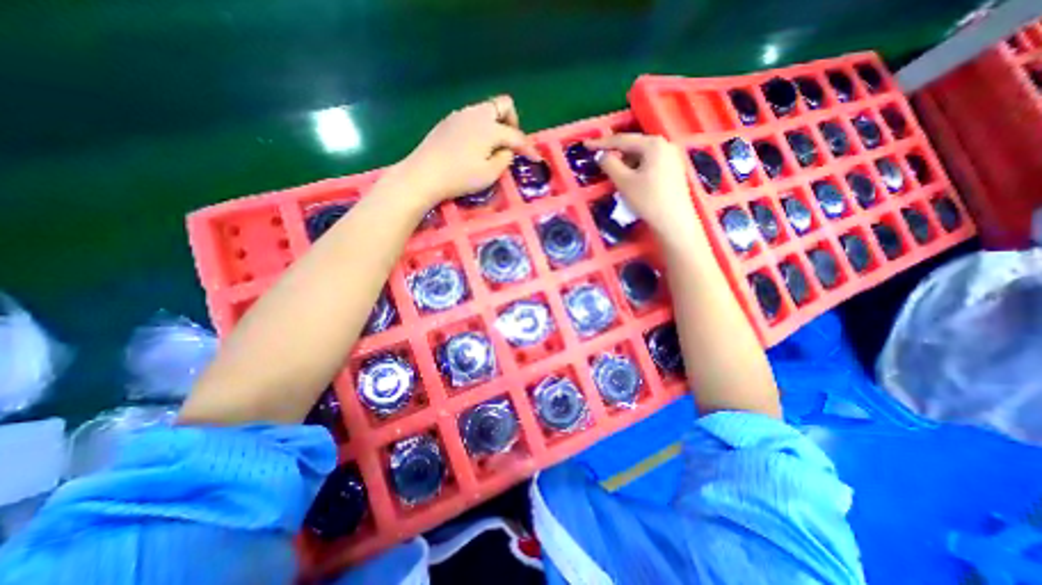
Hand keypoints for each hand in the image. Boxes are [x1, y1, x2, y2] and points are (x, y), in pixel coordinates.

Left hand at [388, 94, 537, 204]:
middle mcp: (476, 114)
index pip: (515, 135)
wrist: (423, 174)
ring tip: (493, 147)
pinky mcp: (448, 122)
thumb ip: (504, 159)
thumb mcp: (489, 174)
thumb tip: (507, 150)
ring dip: (496, 124)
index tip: (536, 159)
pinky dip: (481, 127)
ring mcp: (460, 115)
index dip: (528, 148)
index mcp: (489, 127)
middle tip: (511, 144)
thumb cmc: (459, 177)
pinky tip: (475, 146)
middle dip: (513, 122)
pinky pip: (472, 117)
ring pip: (486, 110)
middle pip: (503, 105)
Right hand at [590, 132, 702, 245]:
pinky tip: (632, 181)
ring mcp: (672, 157)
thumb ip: (609, 164)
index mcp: (653, 144)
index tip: (586, 145)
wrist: (674, 222)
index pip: (622, 140)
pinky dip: (637, 169)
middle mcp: (665, 145)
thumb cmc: (648, 200)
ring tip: (616, 176)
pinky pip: (650, 164)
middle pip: (634, 146)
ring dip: (627, 164)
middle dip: (616, 154)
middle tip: (600, 161)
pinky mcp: (674, 170)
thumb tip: (601, 155)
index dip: (602, 143)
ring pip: (642, 156)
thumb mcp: (624, 182)